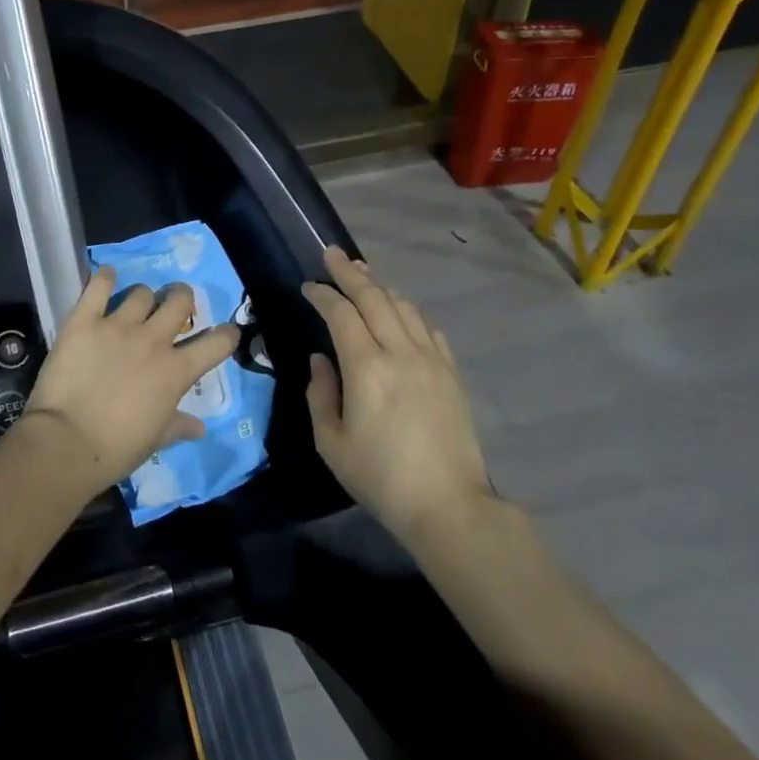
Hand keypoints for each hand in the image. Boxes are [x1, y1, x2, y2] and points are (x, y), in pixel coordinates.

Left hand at [23, 267, 238, 494]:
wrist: (66, 443)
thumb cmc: (116, 449)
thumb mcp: (155, 440)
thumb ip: (178, 425)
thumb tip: (200, 427)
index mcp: (176, 372)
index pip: (216, 343)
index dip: (226, 334)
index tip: (225, 332)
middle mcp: (153, 341)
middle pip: (179, 300)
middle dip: (181, 298)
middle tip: (173, 305)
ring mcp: (118, 326)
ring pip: (142, 292)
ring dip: (142, 297)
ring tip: (134, 305)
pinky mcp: (85, 320)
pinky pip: (99, 286)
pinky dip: (105, 278)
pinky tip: (107, 277)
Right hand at [302, 246, 492, 541]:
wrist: (448, 505)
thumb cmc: (381, 477)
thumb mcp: (331, 443)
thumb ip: (320, 394)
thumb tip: (321, 360)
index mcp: (367, 368)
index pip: (341, 313)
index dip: (322, 294)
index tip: (308, 286)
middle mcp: (401, 352)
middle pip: (374, 298)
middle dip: (349, 272)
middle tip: (331, 253)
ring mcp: (431, 360)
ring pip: (404, 307)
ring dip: (380, 286)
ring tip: (362, 273)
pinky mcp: (451, 373)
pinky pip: (428, 329)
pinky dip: (409, 312)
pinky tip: (401, 312)